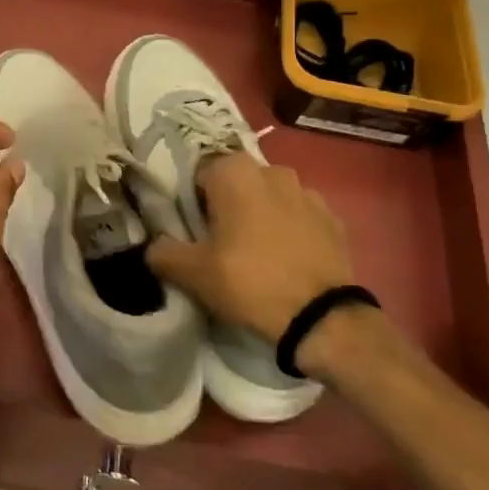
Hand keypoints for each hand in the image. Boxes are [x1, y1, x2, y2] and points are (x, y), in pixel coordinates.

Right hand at [145, 152, 355, 343]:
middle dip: (229, 206)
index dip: (193, 203)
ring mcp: (309, 193)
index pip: (200, 175)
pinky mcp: (334, 219)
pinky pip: (301, 217)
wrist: (321, 318)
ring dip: (262, 215)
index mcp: (235, 172)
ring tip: (257, 254)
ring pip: (271, 198)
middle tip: (221, 244)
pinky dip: (292, 231)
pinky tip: (287, 261)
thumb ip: (163, 252)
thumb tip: (154, 246)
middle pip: (237, 184)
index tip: (194, 232)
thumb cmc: (249, 282)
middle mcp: (273, 170)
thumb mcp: (193, 273)